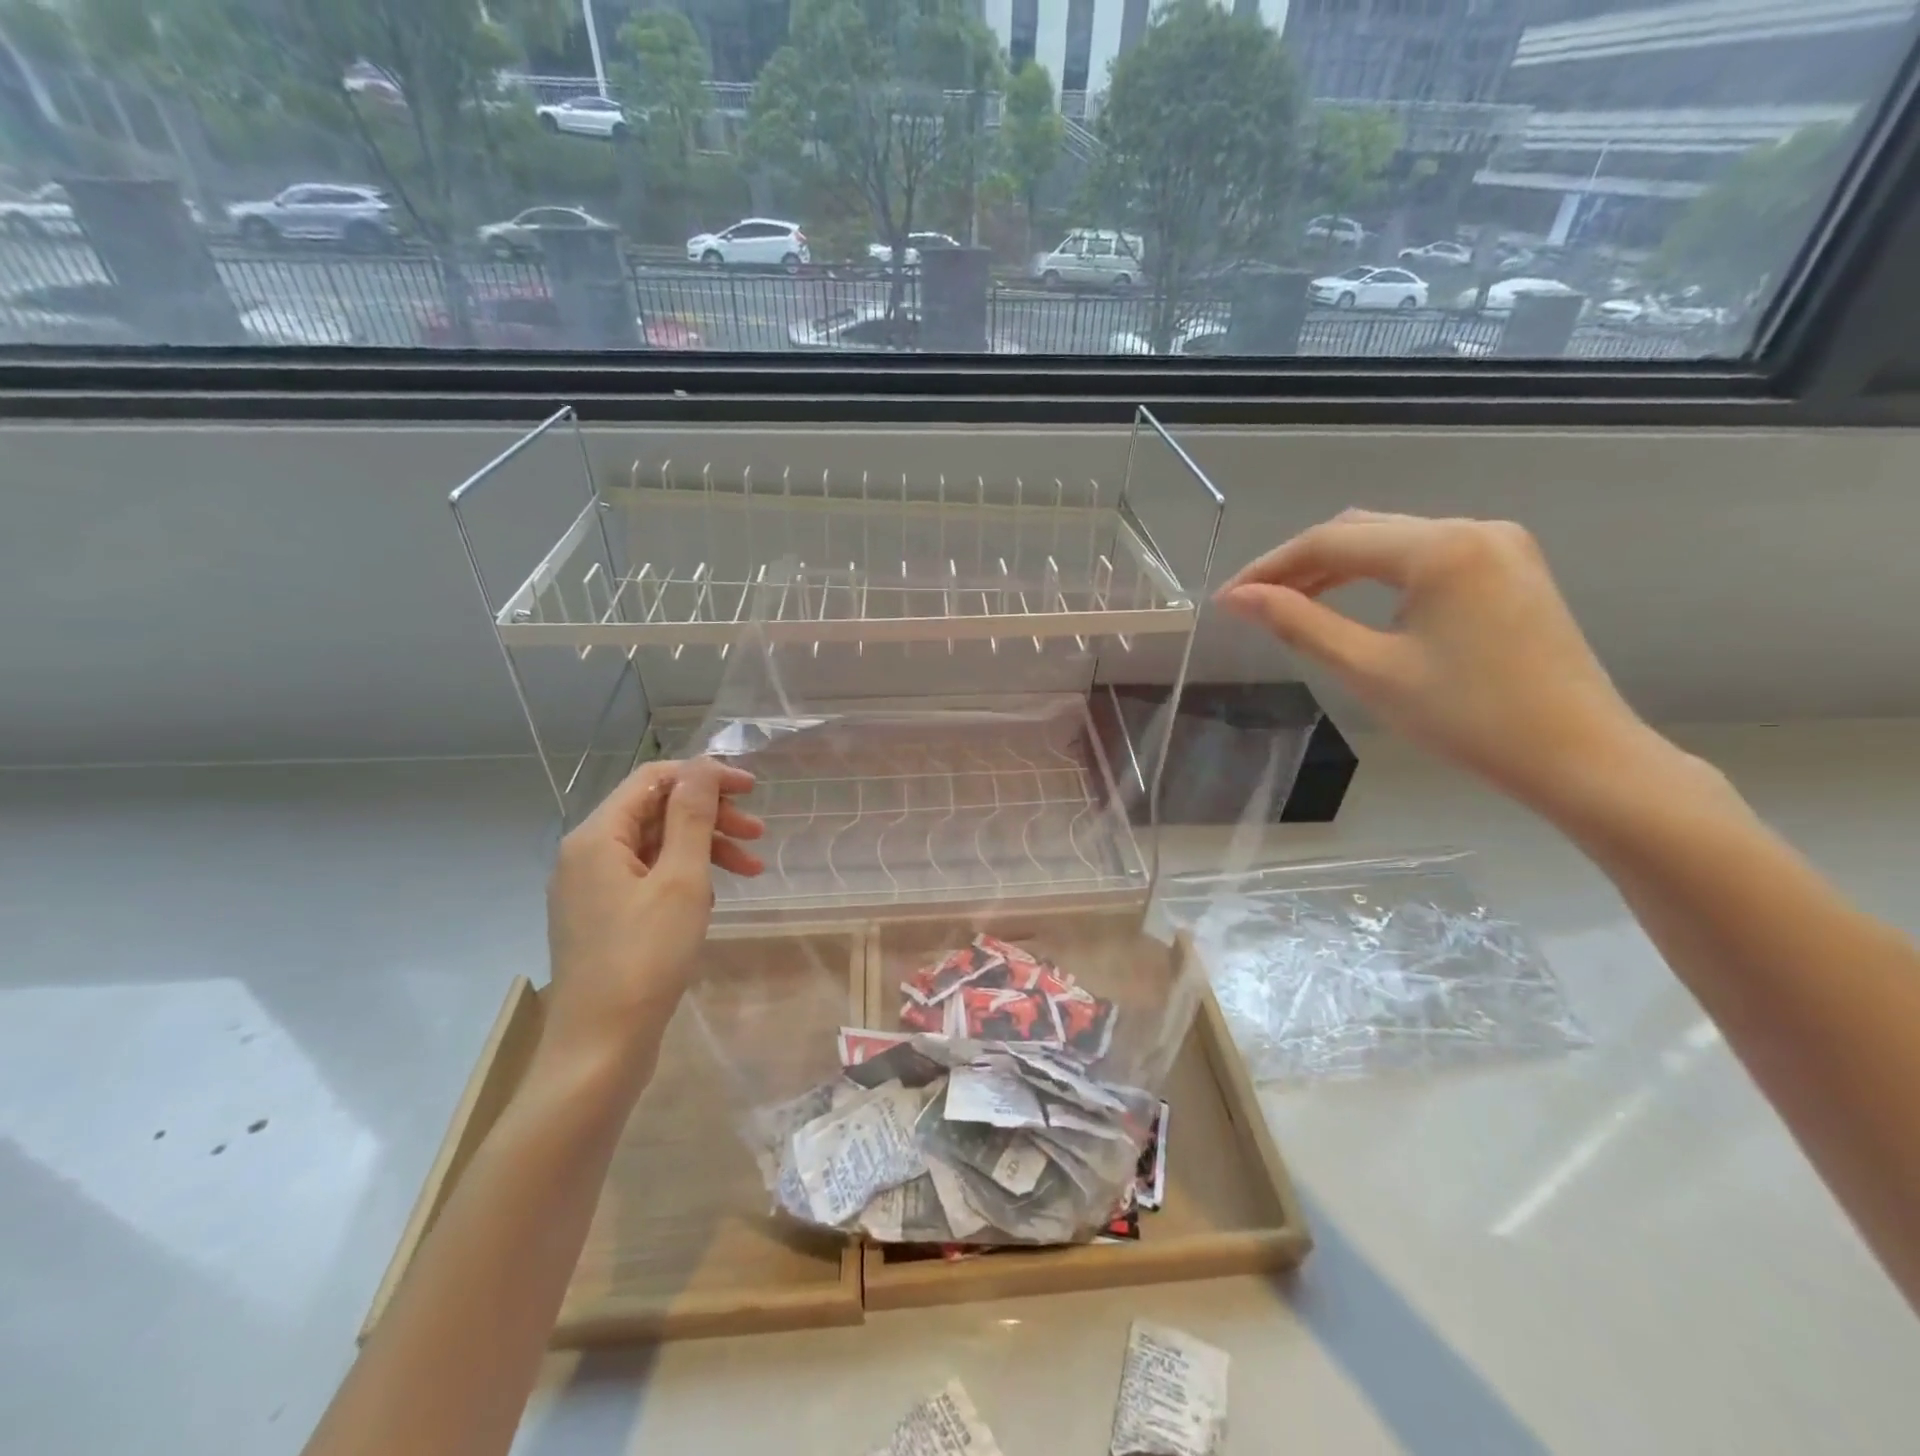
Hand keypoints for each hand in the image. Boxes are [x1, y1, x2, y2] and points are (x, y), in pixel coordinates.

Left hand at [543, 758, 764, 1076]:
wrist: (599, 1050)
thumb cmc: (644, 958)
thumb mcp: (681, 880)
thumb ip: (692, 816)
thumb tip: (704, 766)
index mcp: (596, 836)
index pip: (654, 779)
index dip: (705, 776)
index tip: (751, 790)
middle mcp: (586, 854)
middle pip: (655, 812)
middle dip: (710, 816)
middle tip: (758, 833)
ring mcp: (591, 889)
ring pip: (656, 847)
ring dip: (704, 848)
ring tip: (752, 869)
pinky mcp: (602, 918)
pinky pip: (648, 878)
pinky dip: (685, 877)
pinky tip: (713, 897)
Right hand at [1216, 511, 1650, 807]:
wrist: (1577, 756)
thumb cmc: (1467, 718)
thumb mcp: (1370, 670)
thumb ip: (1300, 624)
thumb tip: (1239, 598)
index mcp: (1440, 548)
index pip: (1330, 540)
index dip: (1269, 567)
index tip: (1228, 599)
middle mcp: (1472, 528)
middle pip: (1361, 530)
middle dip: (1300, 563)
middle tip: (1253, 602)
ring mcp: (1498, 544)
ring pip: (1392, 540)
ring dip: (1336, 567)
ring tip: (1289, 603)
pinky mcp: (1510, 567)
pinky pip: (1424, 556)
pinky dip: (1377, 574)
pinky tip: (1349, 601)